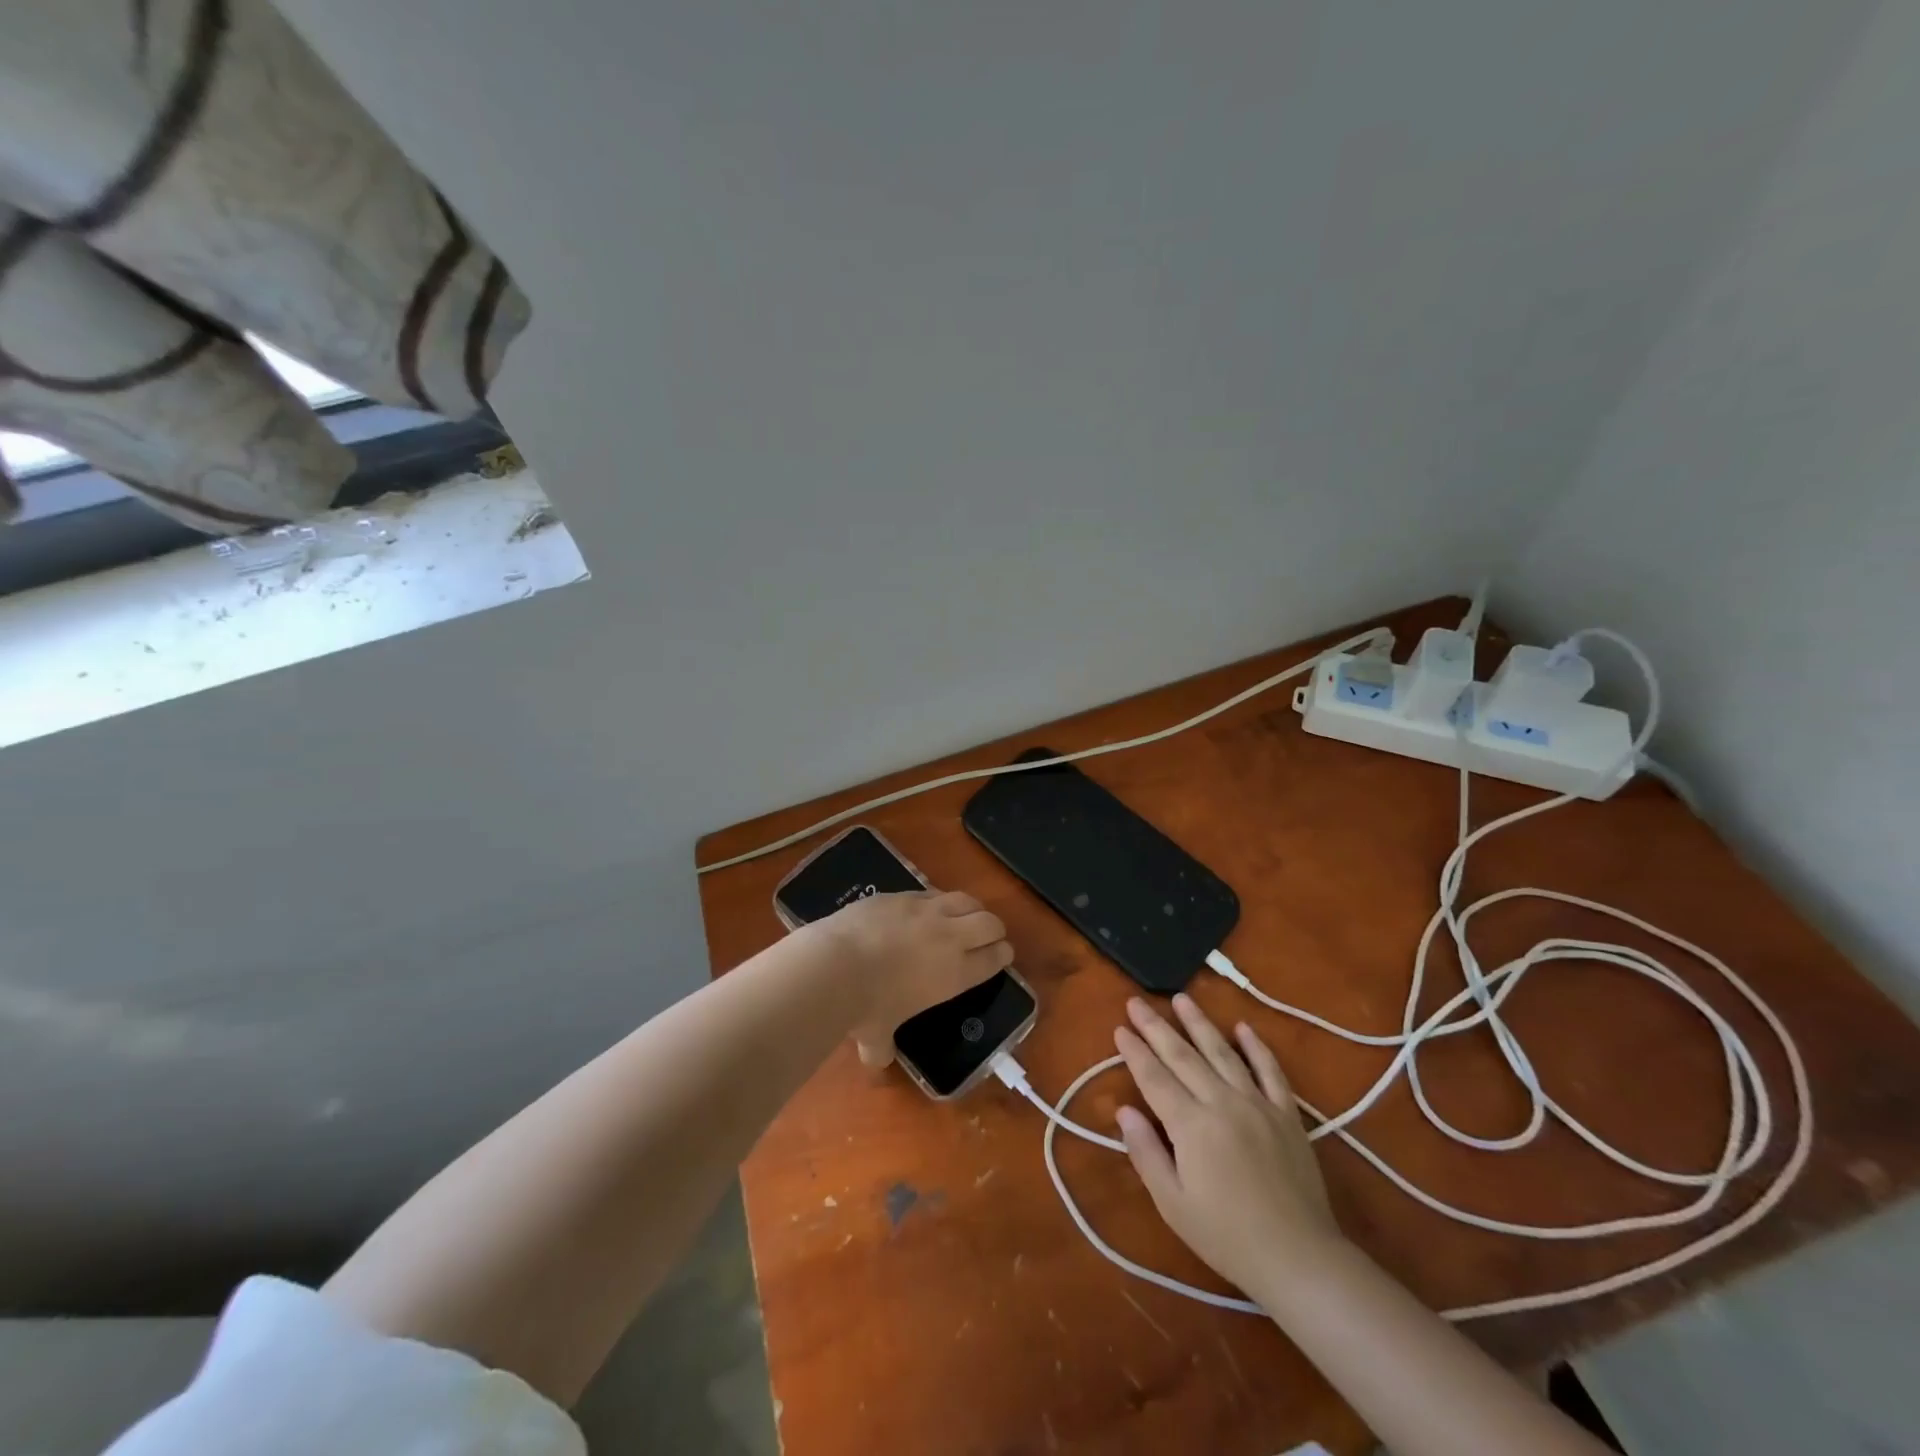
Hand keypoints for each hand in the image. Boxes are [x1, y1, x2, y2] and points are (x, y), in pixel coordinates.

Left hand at [812, 890, 1012, 1065]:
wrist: (835, 965)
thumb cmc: (865, 1008)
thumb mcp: (876, 1036)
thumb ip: (882, 1047)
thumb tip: (877, 1060)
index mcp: (955, 974)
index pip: (994, 959)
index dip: (1002, 956)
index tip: (1002, 955)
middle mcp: (949, 938)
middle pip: (990, 923)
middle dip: (994, 929)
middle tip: (989, 936)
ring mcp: (926, 911)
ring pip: (965, 900)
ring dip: (971, 908)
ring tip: (966, 914)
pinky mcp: (901, 894)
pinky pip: (931, 892)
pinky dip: (937, 900)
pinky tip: (927, 907)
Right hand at [1114, 994, 1341, 1298]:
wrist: (1299, 1259)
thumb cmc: (1226, 1237)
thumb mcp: (1173, 1203)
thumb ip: (1146, 1152)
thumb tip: (1123, 1109)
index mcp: (1191, 1125)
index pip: (1154, 1077)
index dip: (1134, 1051)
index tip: (1120, 1028)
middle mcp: (1222, 1102)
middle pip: (1182, 1056)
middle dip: (1156, 1027)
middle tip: (1137, 1002)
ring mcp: (1258, 1104)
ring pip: (1222, 1052)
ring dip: (1199, 1023)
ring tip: (1181, 998)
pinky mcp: (1287, 1114)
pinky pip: (1270, 1071)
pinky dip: (1256, 1047)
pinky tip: (1243, 1027)